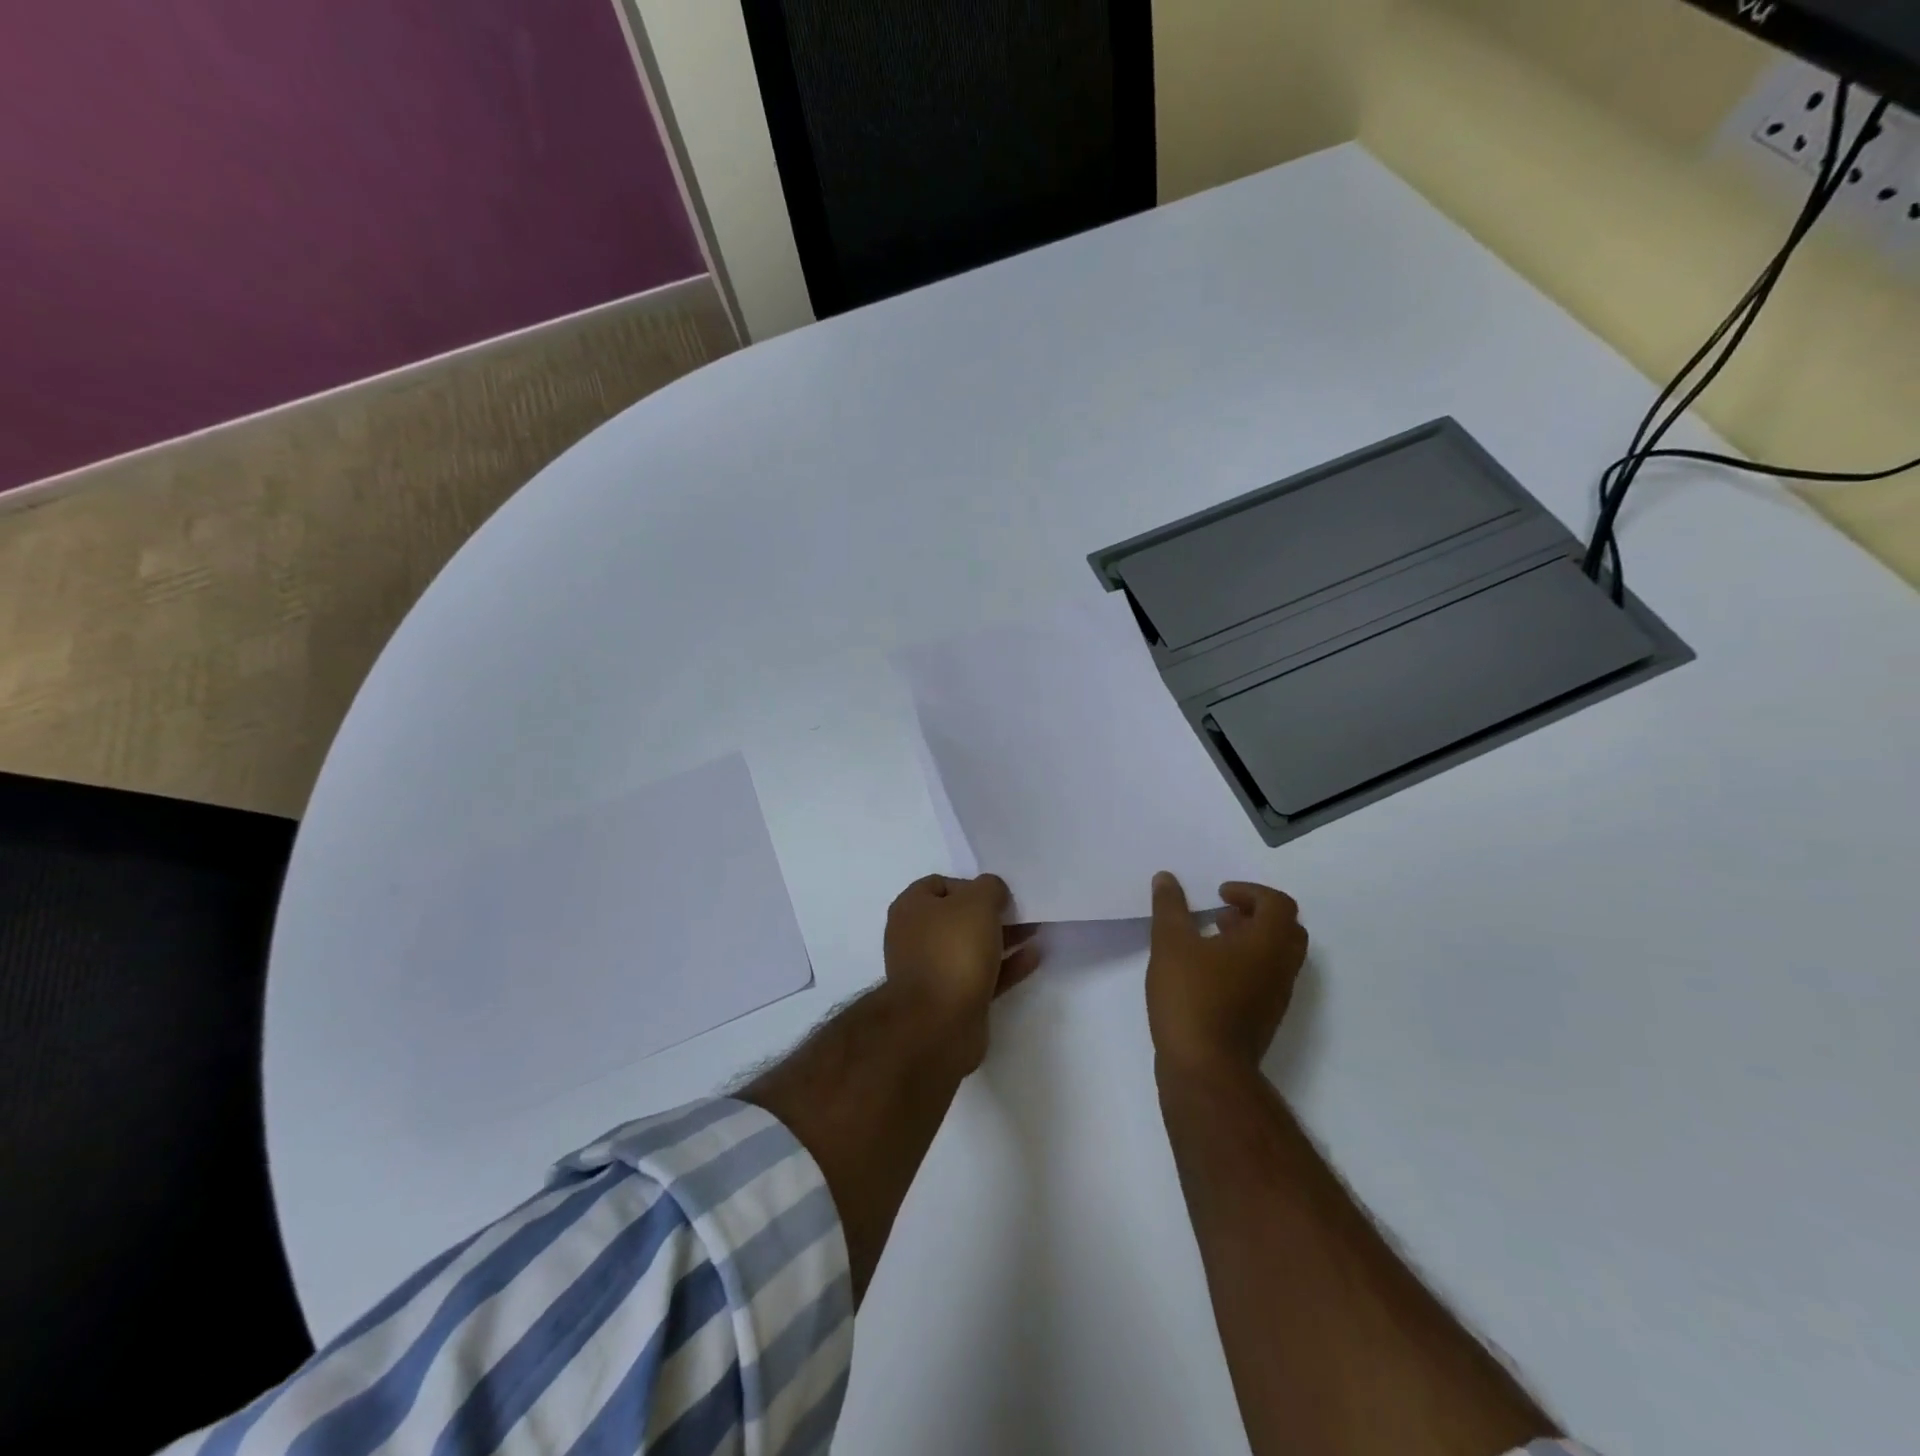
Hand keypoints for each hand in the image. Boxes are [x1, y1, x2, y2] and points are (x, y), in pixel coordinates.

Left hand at [883, 874, 1040, 1067]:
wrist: (938, 1024)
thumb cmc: (953, 951)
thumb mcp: (977, 902)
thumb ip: (989, 888)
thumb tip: (993, 893)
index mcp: (911, 908)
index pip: (939, 884)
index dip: (970, 884)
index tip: (997, 894)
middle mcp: (917, 937)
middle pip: (958, 917)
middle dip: (991, 913)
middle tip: (1022, 912)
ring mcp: (933, 971)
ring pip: (972, 947)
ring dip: (1003, 938)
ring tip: (1036, 930)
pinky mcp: (952, 999)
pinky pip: (983, 975)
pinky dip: (1006, 965)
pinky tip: (1034, 957)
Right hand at [1147, 872, 1307, 1073]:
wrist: (1206, 1068)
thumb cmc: (1192, 997)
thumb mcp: (1171, 943)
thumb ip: (1170, 907)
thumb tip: (1167, 877)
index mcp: (1268, 944)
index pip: (1278, 904)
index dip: (1250, 892)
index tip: (1219, 895)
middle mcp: (1281, 968)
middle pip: (1286, 929)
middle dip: (1256, 914)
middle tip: (1222, 914)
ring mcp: (1276, 997)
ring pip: (1277, 956)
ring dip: (1251, 940)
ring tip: (1211, 940)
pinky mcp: (1264, 1019)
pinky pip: (1266, 979)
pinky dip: (1246, 964)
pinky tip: (1209, 973)